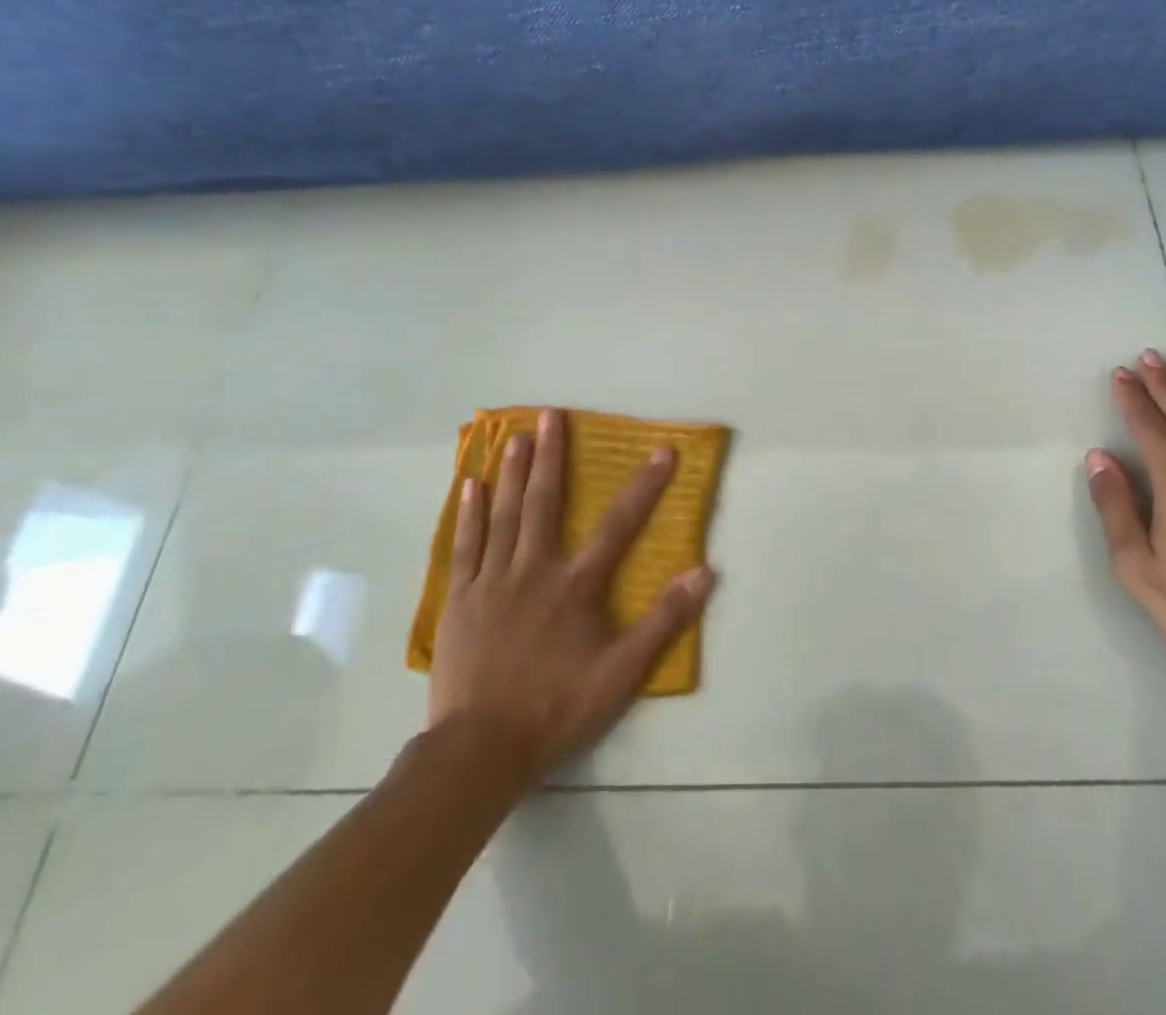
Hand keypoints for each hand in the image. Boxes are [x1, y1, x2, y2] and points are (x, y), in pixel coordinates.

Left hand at [428, 409, 715, 783]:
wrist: (480, 749)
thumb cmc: (556, 707)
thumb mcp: (622, 672)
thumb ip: (664, 620)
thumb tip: (704, 572)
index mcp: (575, 585)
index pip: (618, 525)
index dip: (643, 486)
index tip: (661, 451)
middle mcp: (534, 570)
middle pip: (543, 503)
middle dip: (550, 456)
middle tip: (550, 415)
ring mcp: (492, 582)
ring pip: (502, 515)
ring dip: (510, 473)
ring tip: (513, 436)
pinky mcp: (461, 600)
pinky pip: (466, 546)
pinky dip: (468, 514)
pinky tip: (468, 487)